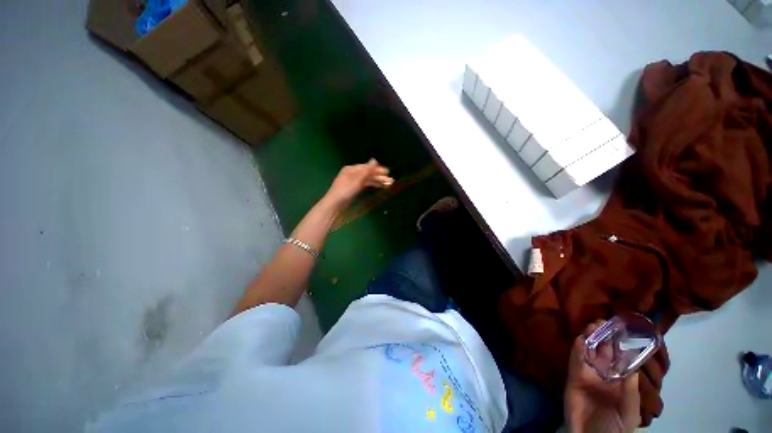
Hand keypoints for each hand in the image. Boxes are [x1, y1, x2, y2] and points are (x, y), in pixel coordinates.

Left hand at [323, 159, 393, 209]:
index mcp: (351, 169)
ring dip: (377, 181)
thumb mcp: (357, 180)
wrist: (335, 205)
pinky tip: (379, 186)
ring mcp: (353, 182)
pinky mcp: (353, 189)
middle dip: (379, 176)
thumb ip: (366, 171)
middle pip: (368, 173)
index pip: (367, 167)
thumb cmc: (345, 191)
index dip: (377, 169)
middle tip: (390, 180)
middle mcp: (352, 174)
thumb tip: (374, 160)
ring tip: (387, 184)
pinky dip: (372, 185)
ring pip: (368, 179)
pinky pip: (365, 184)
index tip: (387, 172)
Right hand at [564, 322, 640, 432]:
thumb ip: (630, 387)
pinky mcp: (573, 378)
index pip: (617, 359)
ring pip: (587, 353)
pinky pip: (575, 362)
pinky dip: (577, 350)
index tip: (619, 329)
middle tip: (603, 322)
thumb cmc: (617, 426)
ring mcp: (586, 376)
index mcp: (617, 381)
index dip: (618, 344)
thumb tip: (633, 362)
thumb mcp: (630, 408)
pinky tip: (580, 339)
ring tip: (592, 325)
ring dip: (589, 339)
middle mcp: (602, 375)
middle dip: (603, 337)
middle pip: (601, 352)